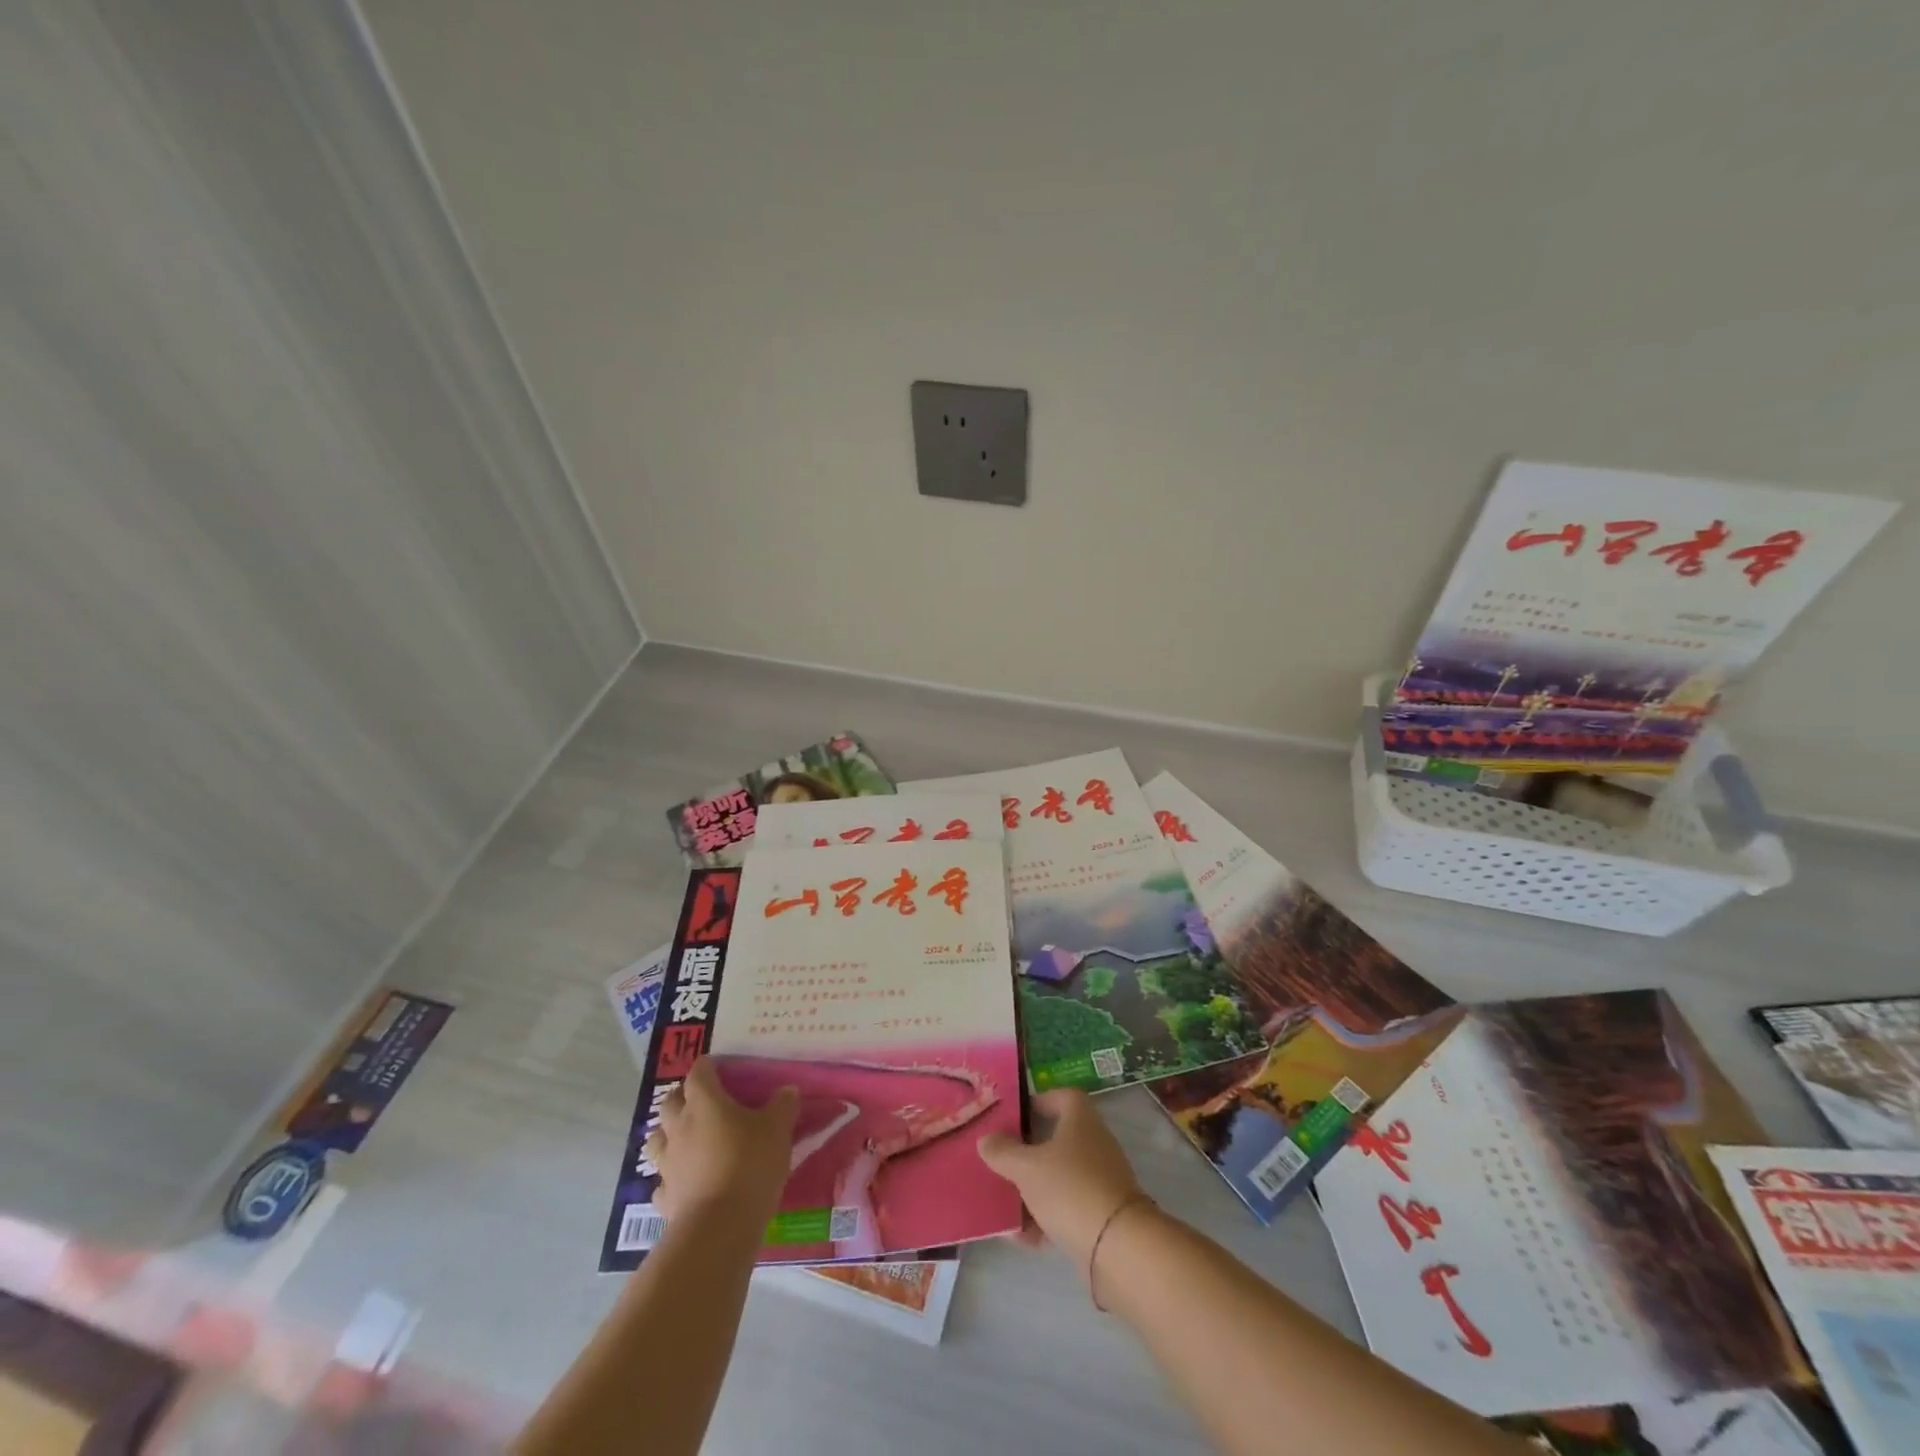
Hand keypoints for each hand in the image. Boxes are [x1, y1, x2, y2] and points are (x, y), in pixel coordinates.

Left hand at [644, 1058, 797, 1223]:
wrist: (720, 1226)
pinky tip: (686, 1181)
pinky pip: (663, 1180)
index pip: (698, 1072)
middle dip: (683, 1098)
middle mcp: (679, 1127)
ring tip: (689, 1139)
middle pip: (670, 1102)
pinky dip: (672, 1176)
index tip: (721, 1069)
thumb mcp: (778, 1129)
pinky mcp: (665, 1197)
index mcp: (705, 1102)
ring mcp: (668, 1163)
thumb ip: (783, 1105)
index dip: (708, 1068)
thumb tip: (787, 1091)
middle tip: (704, 1102)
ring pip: (658, 1139)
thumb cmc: (750, 1163)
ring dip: (669, 1135)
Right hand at [977, 1089, 1145, 1266]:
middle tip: (1002, 1160)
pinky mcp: (1102, 1215)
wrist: (1119, 1247)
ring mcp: (1101, 1181)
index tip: (1015, 1116)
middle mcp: (1094, 1144)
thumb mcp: (1027, 1168)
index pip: (1063, 1096)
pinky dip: (1046, 1218)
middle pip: (1058, 1139)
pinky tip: (1022, 1237)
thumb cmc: (1070, 1189)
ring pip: (1060, 1177)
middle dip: (1029, 1151)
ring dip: (1034, 1189)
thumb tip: (986, 1139)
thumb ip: (1003, 1152)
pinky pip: (1067, 1208)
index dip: (1040, 1101)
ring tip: (1004, 1203)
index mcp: (1081, 1120)